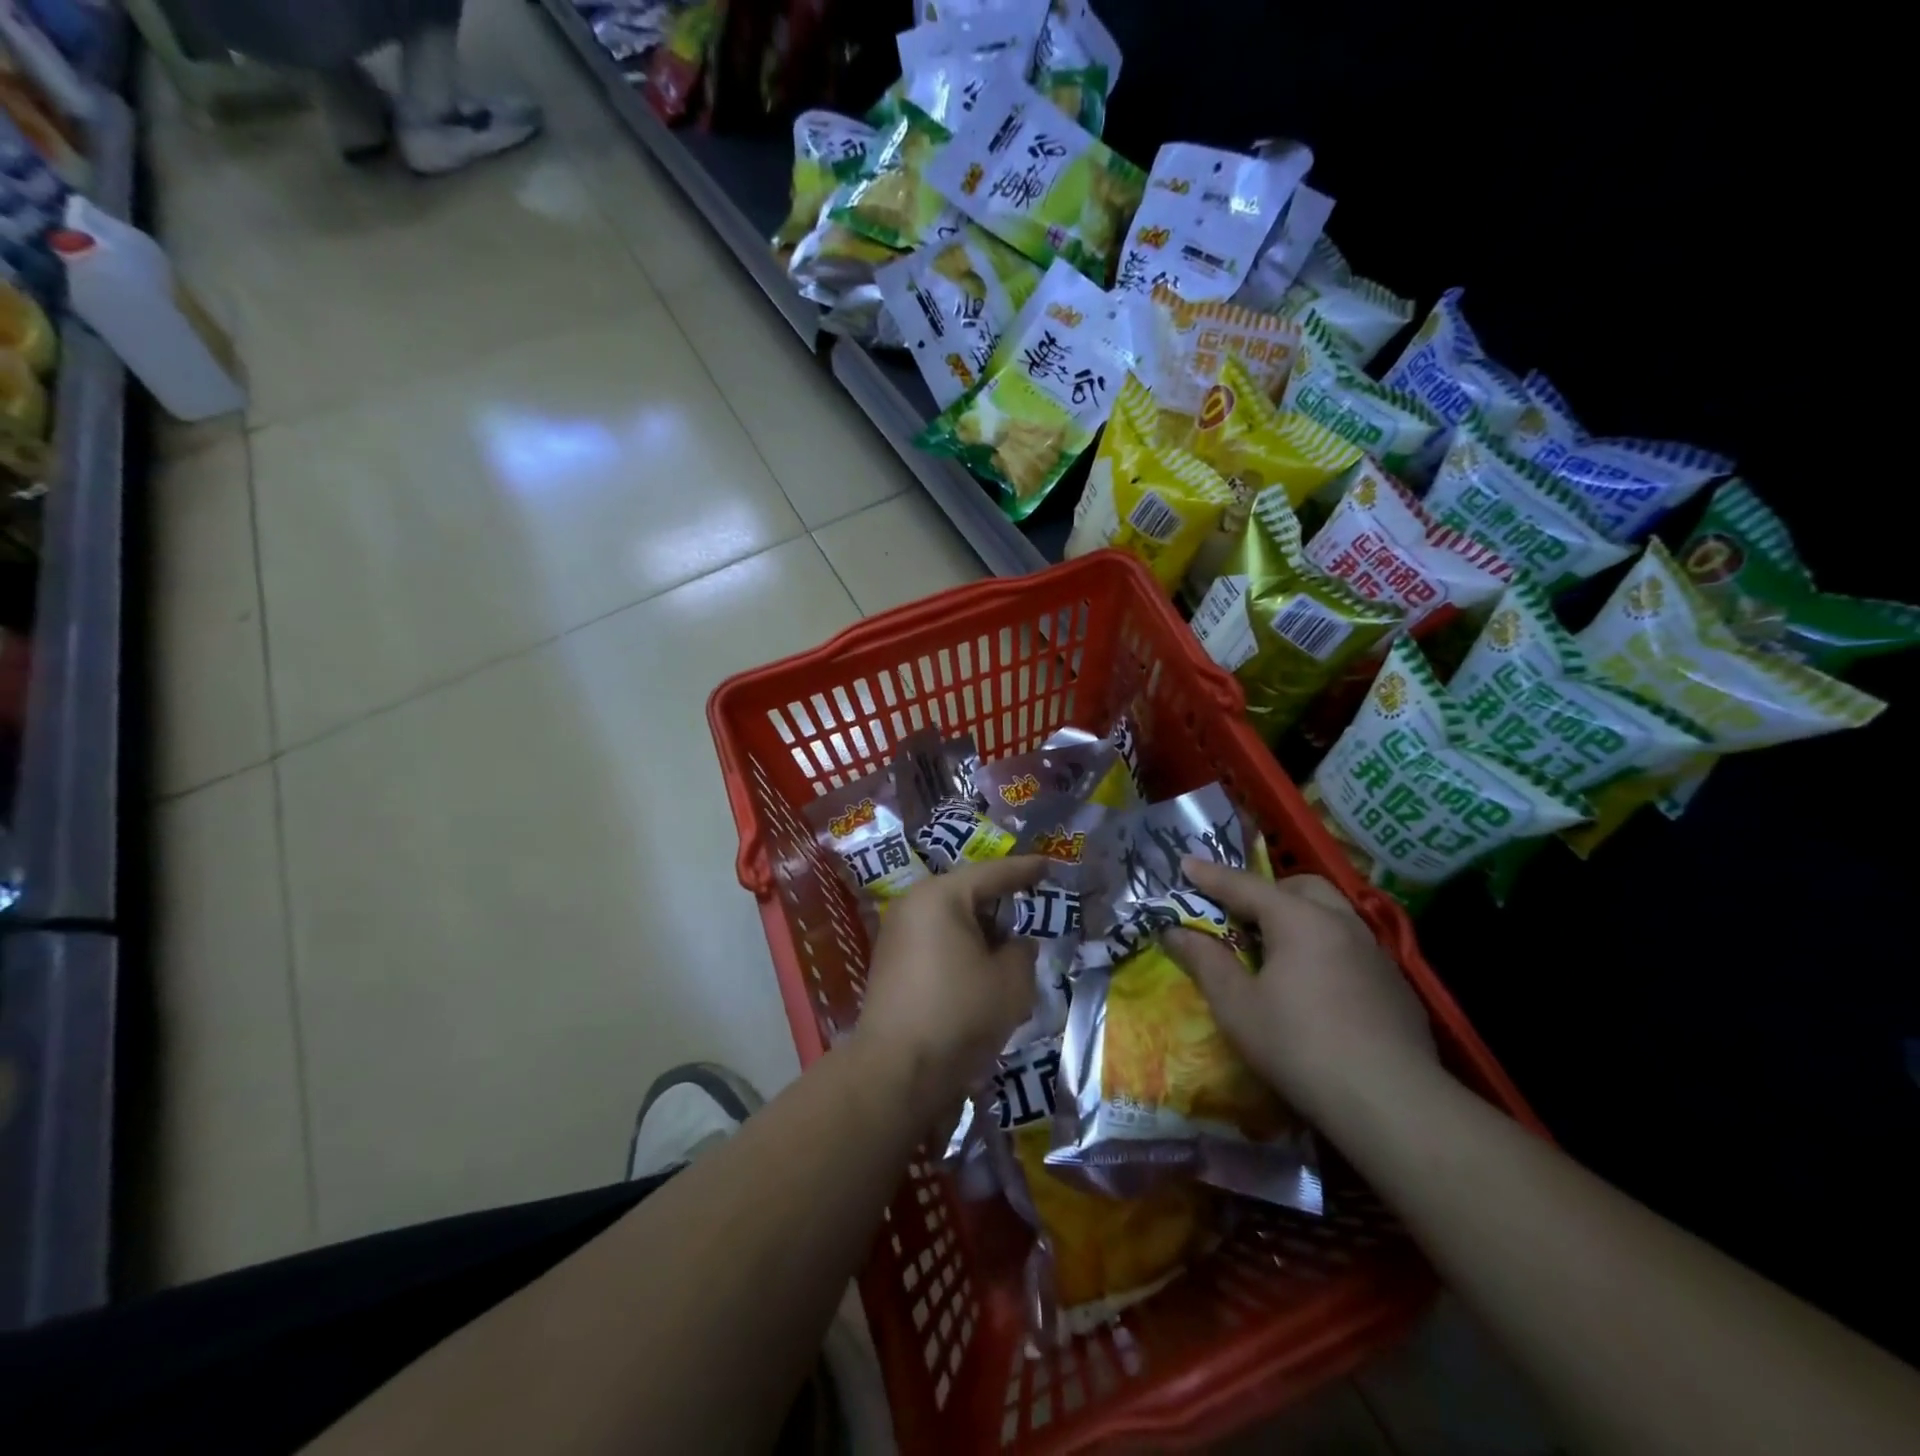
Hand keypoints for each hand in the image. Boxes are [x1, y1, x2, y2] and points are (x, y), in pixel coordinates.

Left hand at [853, 856, 1048, 1114]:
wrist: (897, 1071)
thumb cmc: (959, 1013)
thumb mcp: (1011, 982)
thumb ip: (1022, 952)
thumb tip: (1016, 945)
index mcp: (940, 896)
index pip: (991, 873)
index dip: (1024, 870)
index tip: (1048, 864)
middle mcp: (913, 906)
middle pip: (967, 895)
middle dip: (1001, 905)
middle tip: (1033, 907)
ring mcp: (897, 936)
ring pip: (952, 922)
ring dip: (982, 934)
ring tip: (1013, 948)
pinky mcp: (892, 966)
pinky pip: (937, 944)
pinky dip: (963, 952)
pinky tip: (983, 972)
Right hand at [1161, 858, 1438, 1122]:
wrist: (1392, 1103)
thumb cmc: (1299, 1046)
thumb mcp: (1236, 1005)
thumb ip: (1204, 961)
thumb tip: (1174, 932)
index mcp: (1299, 919)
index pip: (1244, 886)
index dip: (1210, 876)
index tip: (1185, 864)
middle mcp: (1341, 922)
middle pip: (1299, 887)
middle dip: (1265, 891)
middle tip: (1238, 915)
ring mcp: (1375, 953)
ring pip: (1331, 914)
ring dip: (1299, 917)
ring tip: (1276, 949)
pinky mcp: (1396, 985)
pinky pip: (1351, 947)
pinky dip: (1324, 947)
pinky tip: (1316, 987)